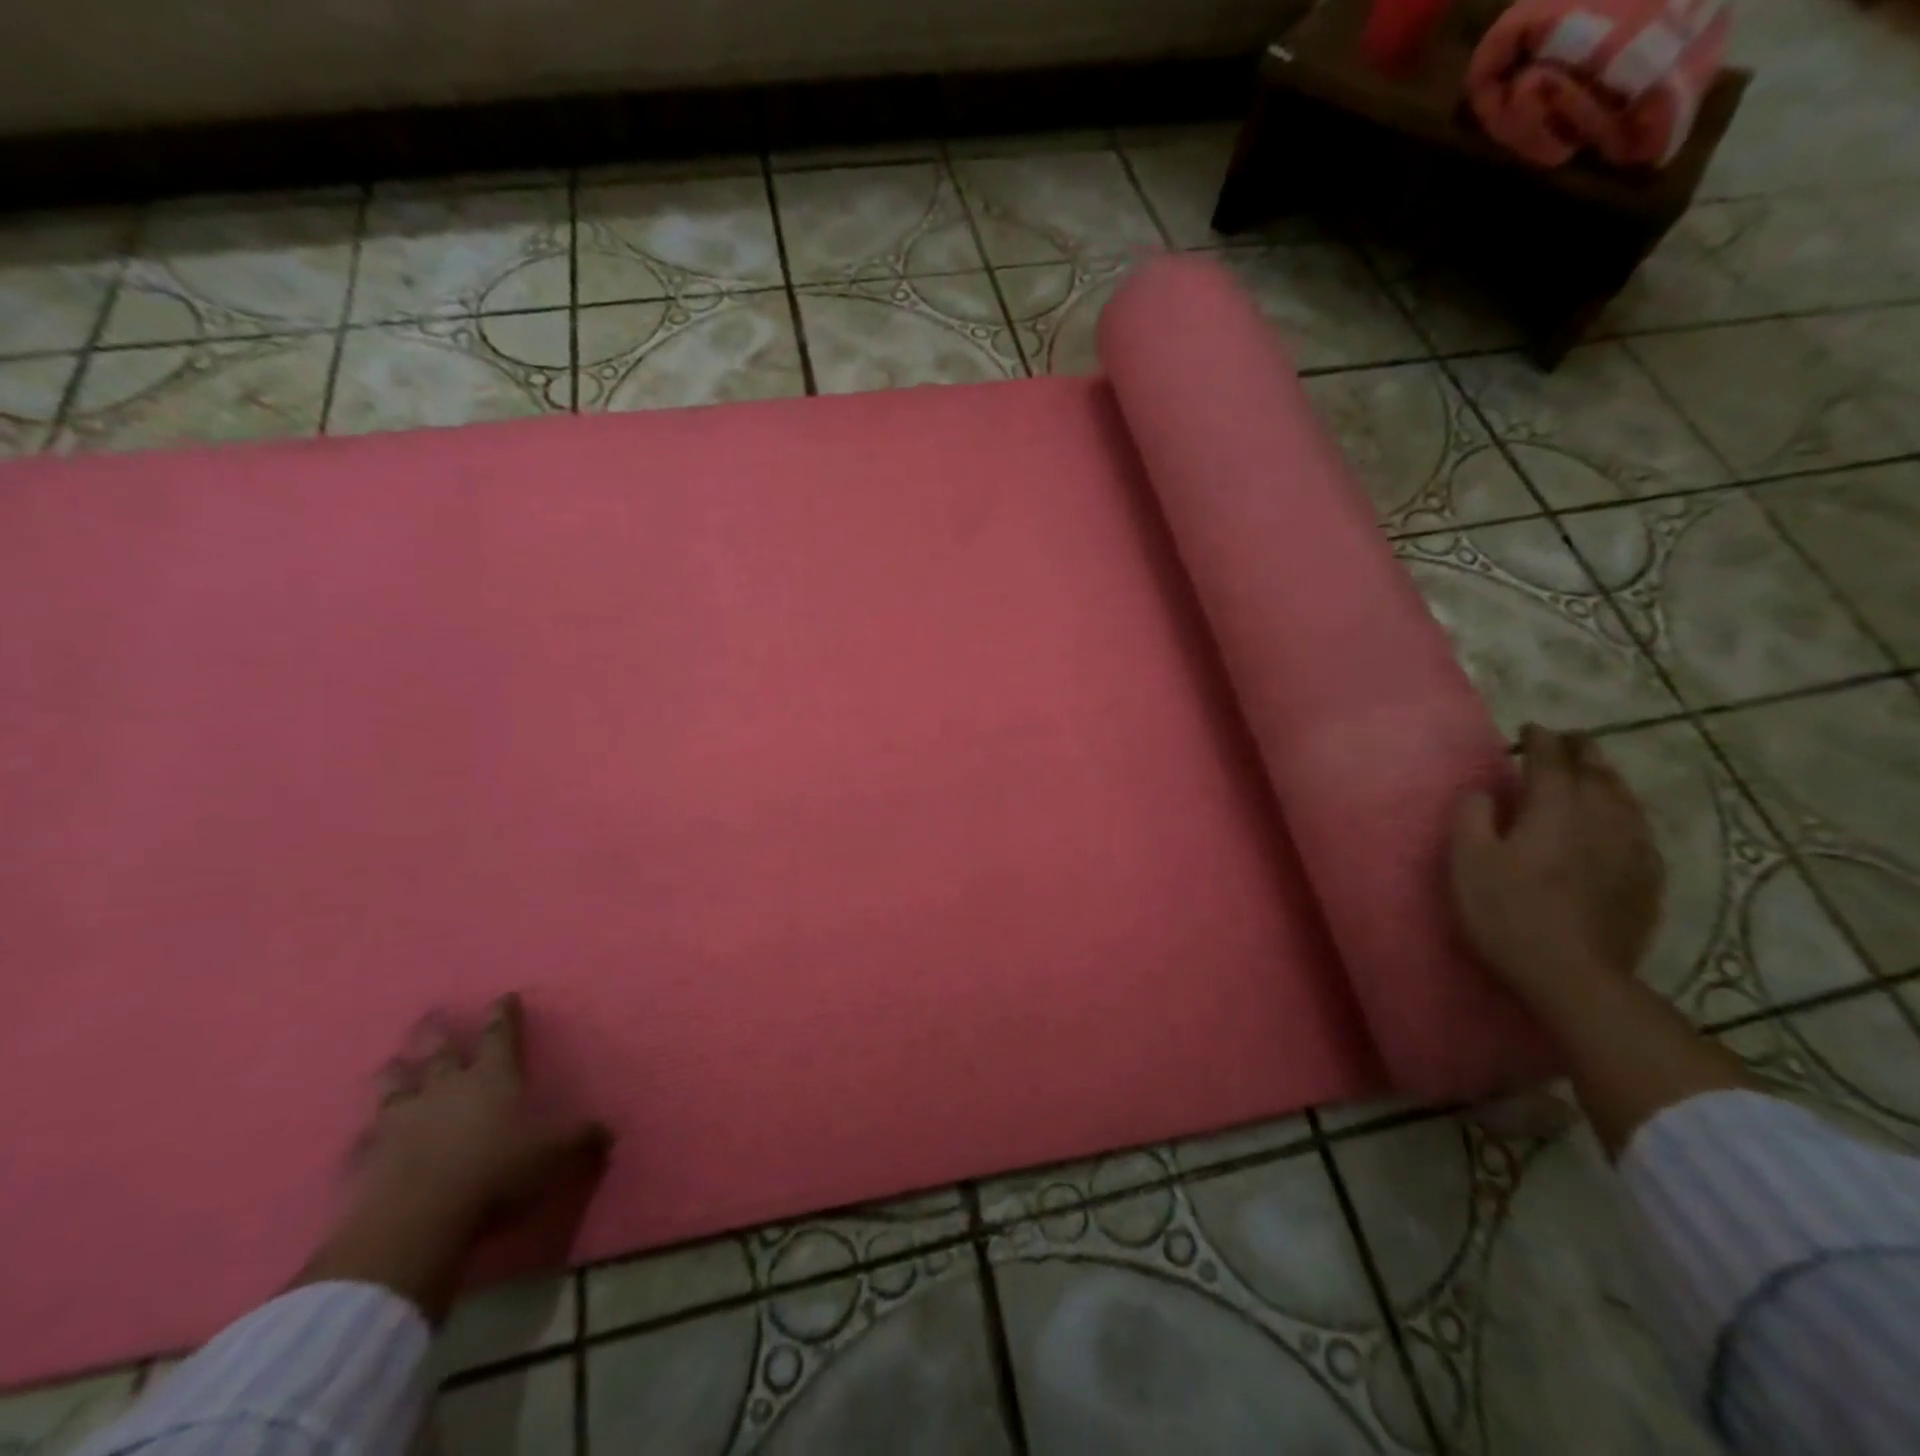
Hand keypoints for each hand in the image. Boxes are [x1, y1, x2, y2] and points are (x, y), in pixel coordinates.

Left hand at [361, 993, 610, 1232]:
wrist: (415, 1222)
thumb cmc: (496, 1173)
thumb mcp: (554, 1156)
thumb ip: (581, 1141)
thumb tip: (608, 1132)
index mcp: (492, 1077)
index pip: (500, 1035)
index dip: (503, 1014)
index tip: (503, 996)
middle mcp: (445, 1088)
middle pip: (439, 1050)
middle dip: (437, 1031)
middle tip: (431, 1015)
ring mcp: (400, 1119)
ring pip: (395, 1084)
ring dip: (395, 1073)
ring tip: (393, 1063)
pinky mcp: (366, 1157)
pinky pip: (365, 1137)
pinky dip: (367, 1134)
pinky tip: (364, 1136)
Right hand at [1449, 725, 1663, 1001]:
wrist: (1573, 975)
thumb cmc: (1507, 913)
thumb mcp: (1467, 861)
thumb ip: (1473, 816)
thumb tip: (1486, 791)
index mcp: (1554, 811)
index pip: (1551, 762)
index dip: (1541, 741)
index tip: (1530, 729)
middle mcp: (1600, 820)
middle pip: (1597, 774)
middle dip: (1582, 751)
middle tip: (1570, 740)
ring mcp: (1631, 851)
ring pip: (1625, 799)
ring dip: (1608, 778)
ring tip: (1597, 770)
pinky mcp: (1646, 880)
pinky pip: (1640, 831)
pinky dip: (1627, 813)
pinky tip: (1623, 820)